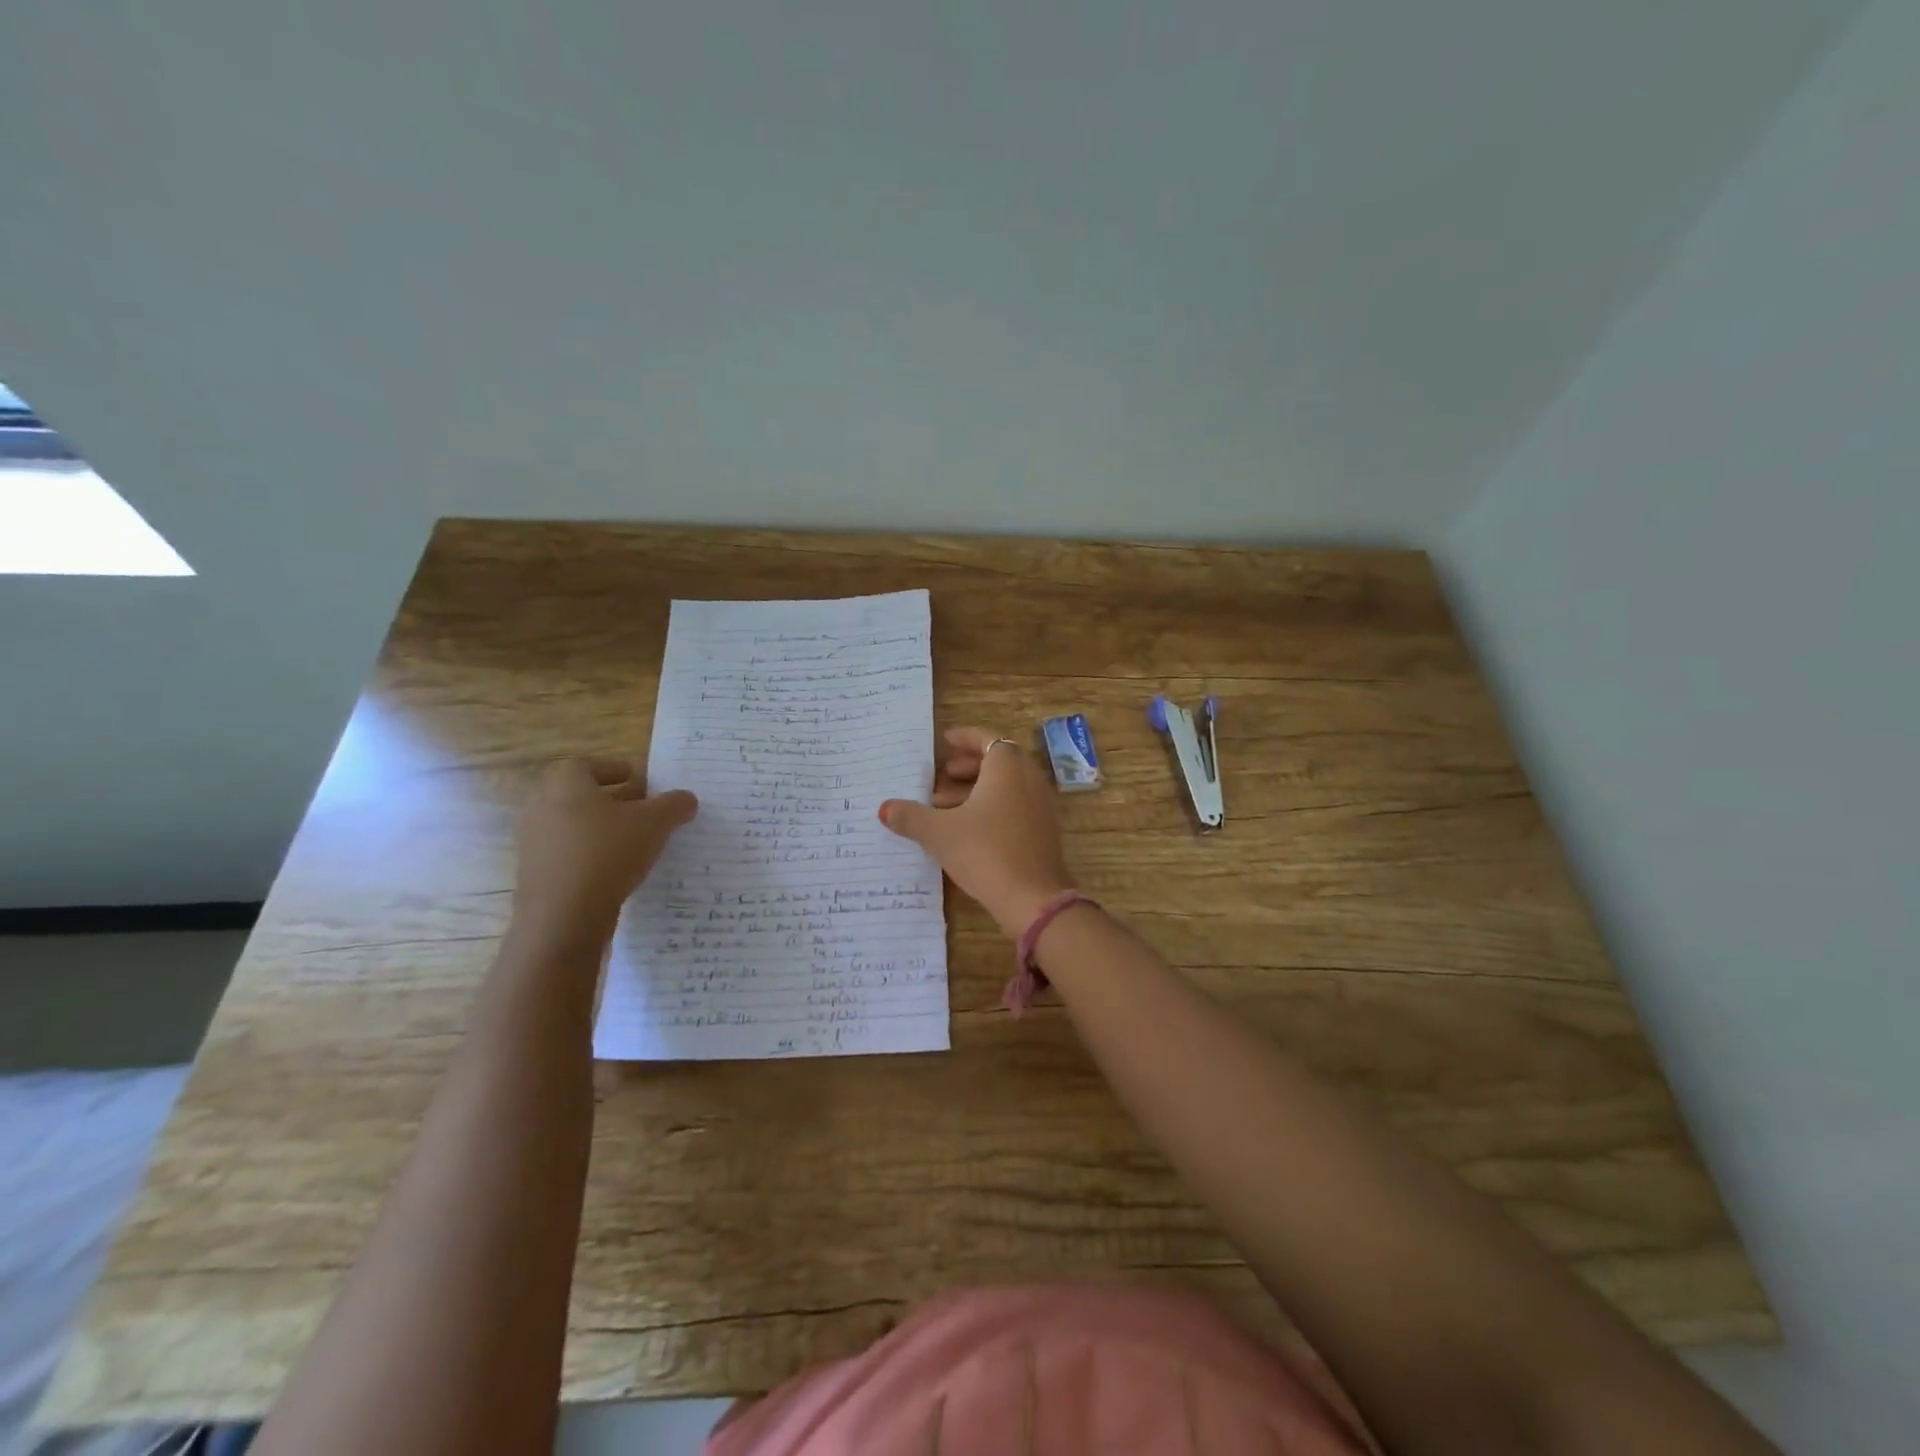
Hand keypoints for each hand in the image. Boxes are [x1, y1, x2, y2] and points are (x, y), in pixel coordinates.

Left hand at [513, 758, 697, 948]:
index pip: (589, 764)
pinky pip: (569, 854)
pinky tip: (618, 870)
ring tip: (637, 842)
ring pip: (575, 826)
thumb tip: (686, 799)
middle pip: (582, 795)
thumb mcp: (655, 823)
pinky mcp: (536, 874)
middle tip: (645, 810)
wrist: (562, 917)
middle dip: (614, 800)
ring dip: (603, 829)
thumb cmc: (607, 853)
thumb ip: (674, 805)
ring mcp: (534, 842)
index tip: (642, 782)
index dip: (617, 770)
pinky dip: (592, 855)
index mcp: (565, 783)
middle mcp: (541, 806)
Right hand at [879, 727, 1075, 938]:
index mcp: (1007, 768)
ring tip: (943, 806)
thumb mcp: (939, 833)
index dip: (965, 738)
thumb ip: (910, 817)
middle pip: (998, 761)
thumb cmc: (985, 852)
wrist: (1033, 898)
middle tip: (942, 774)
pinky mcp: (1043, 831)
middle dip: (968, 765)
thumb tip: (884, 808)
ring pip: (1006, 786)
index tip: (945, 740)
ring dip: (976, 789)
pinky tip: (966, 829)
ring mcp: (1040, 806)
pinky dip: (992, 807)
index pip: (987, 739)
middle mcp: (1029, 780)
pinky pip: (1015, 806)